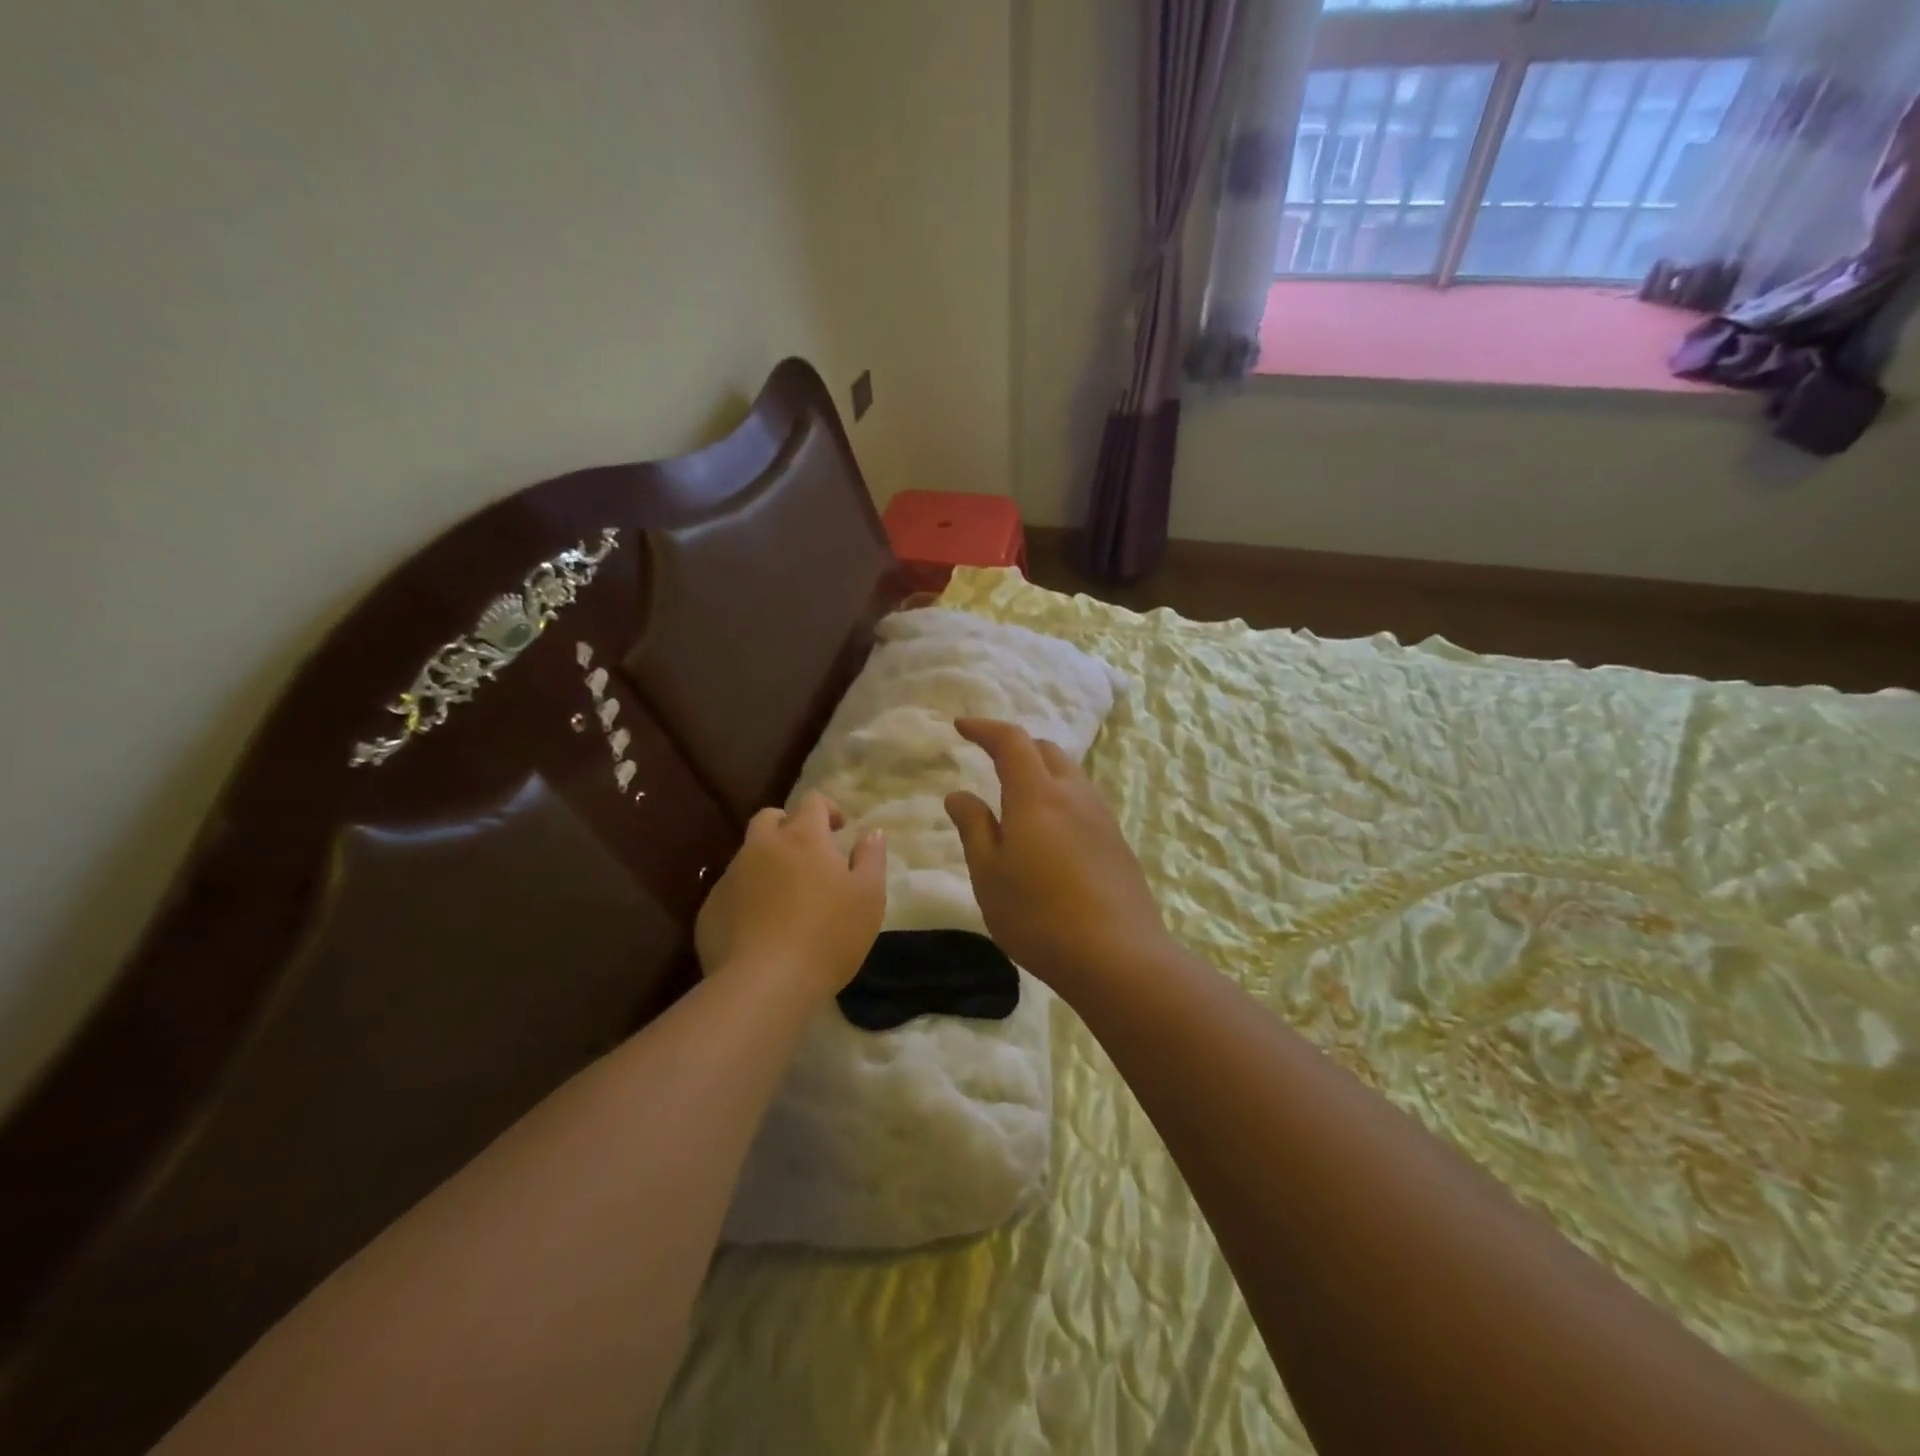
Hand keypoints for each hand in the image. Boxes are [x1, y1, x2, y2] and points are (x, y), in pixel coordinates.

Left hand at [696, 792, 886, 997]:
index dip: (828, 809)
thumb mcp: (869, 897)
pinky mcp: (710, 909)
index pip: (812, 801)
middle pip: (770, 818)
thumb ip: (871, 858)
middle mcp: (762, 847)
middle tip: (808, 855)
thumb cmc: (828, 935)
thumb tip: (872, 833)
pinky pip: (731, 891)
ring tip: (785, 897)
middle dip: (789, 826)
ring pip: (748, 855)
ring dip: (767, 863)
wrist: (764, 984)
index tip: (840, 830)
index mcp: (803, 837)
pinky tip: (760, 927)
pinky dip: (747, 897)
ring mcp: (731, 877)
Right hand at [945, 718, 1173, 993]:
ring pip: (1069, 774)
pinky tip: (1050, 831)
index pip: (1011, 741)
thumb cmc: (1038, 916)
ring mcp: (1102, 817)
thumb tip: (959, 794)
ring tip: (1018, 795)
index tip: (962, 727)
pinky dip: (1060, 797)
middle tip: (990, 759)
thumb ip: (974, 828)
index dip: (985, 728)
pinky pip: (1083, 801)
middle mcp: (1074, 795)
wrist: (1118, 957)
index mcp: (1037, 795)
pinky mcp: (1117, 842)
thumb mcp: (989, 875)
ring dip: (1041, 771)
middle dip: (1015, 746)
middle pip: (1046, 750)